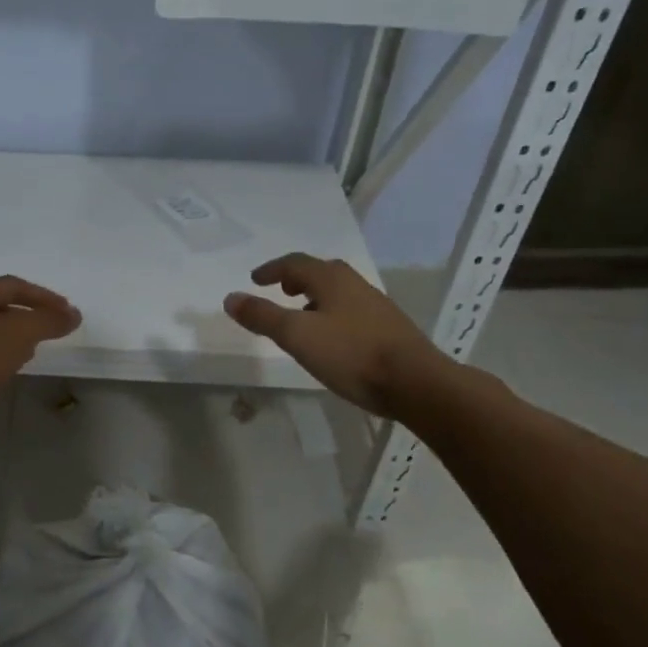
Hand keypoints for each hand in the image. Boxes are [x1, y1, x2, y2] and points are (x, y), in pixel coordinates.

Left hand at [0, 275, 80, 416]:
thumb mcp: (18, 333)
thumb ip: (48, 320)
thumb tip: (73, 314)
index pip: (13, 285)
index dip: (43, 295)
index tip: (68, 311)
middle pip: (0, 305)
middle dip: (30, 313)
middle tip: (55, 326)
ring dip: (17, 334)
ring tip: (38, 346)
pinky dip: (3, 354)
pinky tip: (12, 368)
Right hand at [224, 253, 449, 419]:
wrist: (416, 383)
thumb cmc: (351, 354)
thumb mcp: (297, 336)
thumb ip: (263, 316)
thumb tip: (231, 298)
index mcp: (332, 279)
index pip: (295, 263)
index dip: (272, 269)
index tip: (255, 279)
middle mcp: (355, 285)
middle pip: (321, 272)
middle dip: (296, 279)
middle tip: (280, 291)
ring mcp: (376, 306)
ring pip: (338, 292)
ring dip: (315, 297)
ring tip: (301, 316)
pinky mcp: (389, 329)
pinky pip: (352, 311)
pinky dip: (333, 314)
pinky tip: (332, 339)